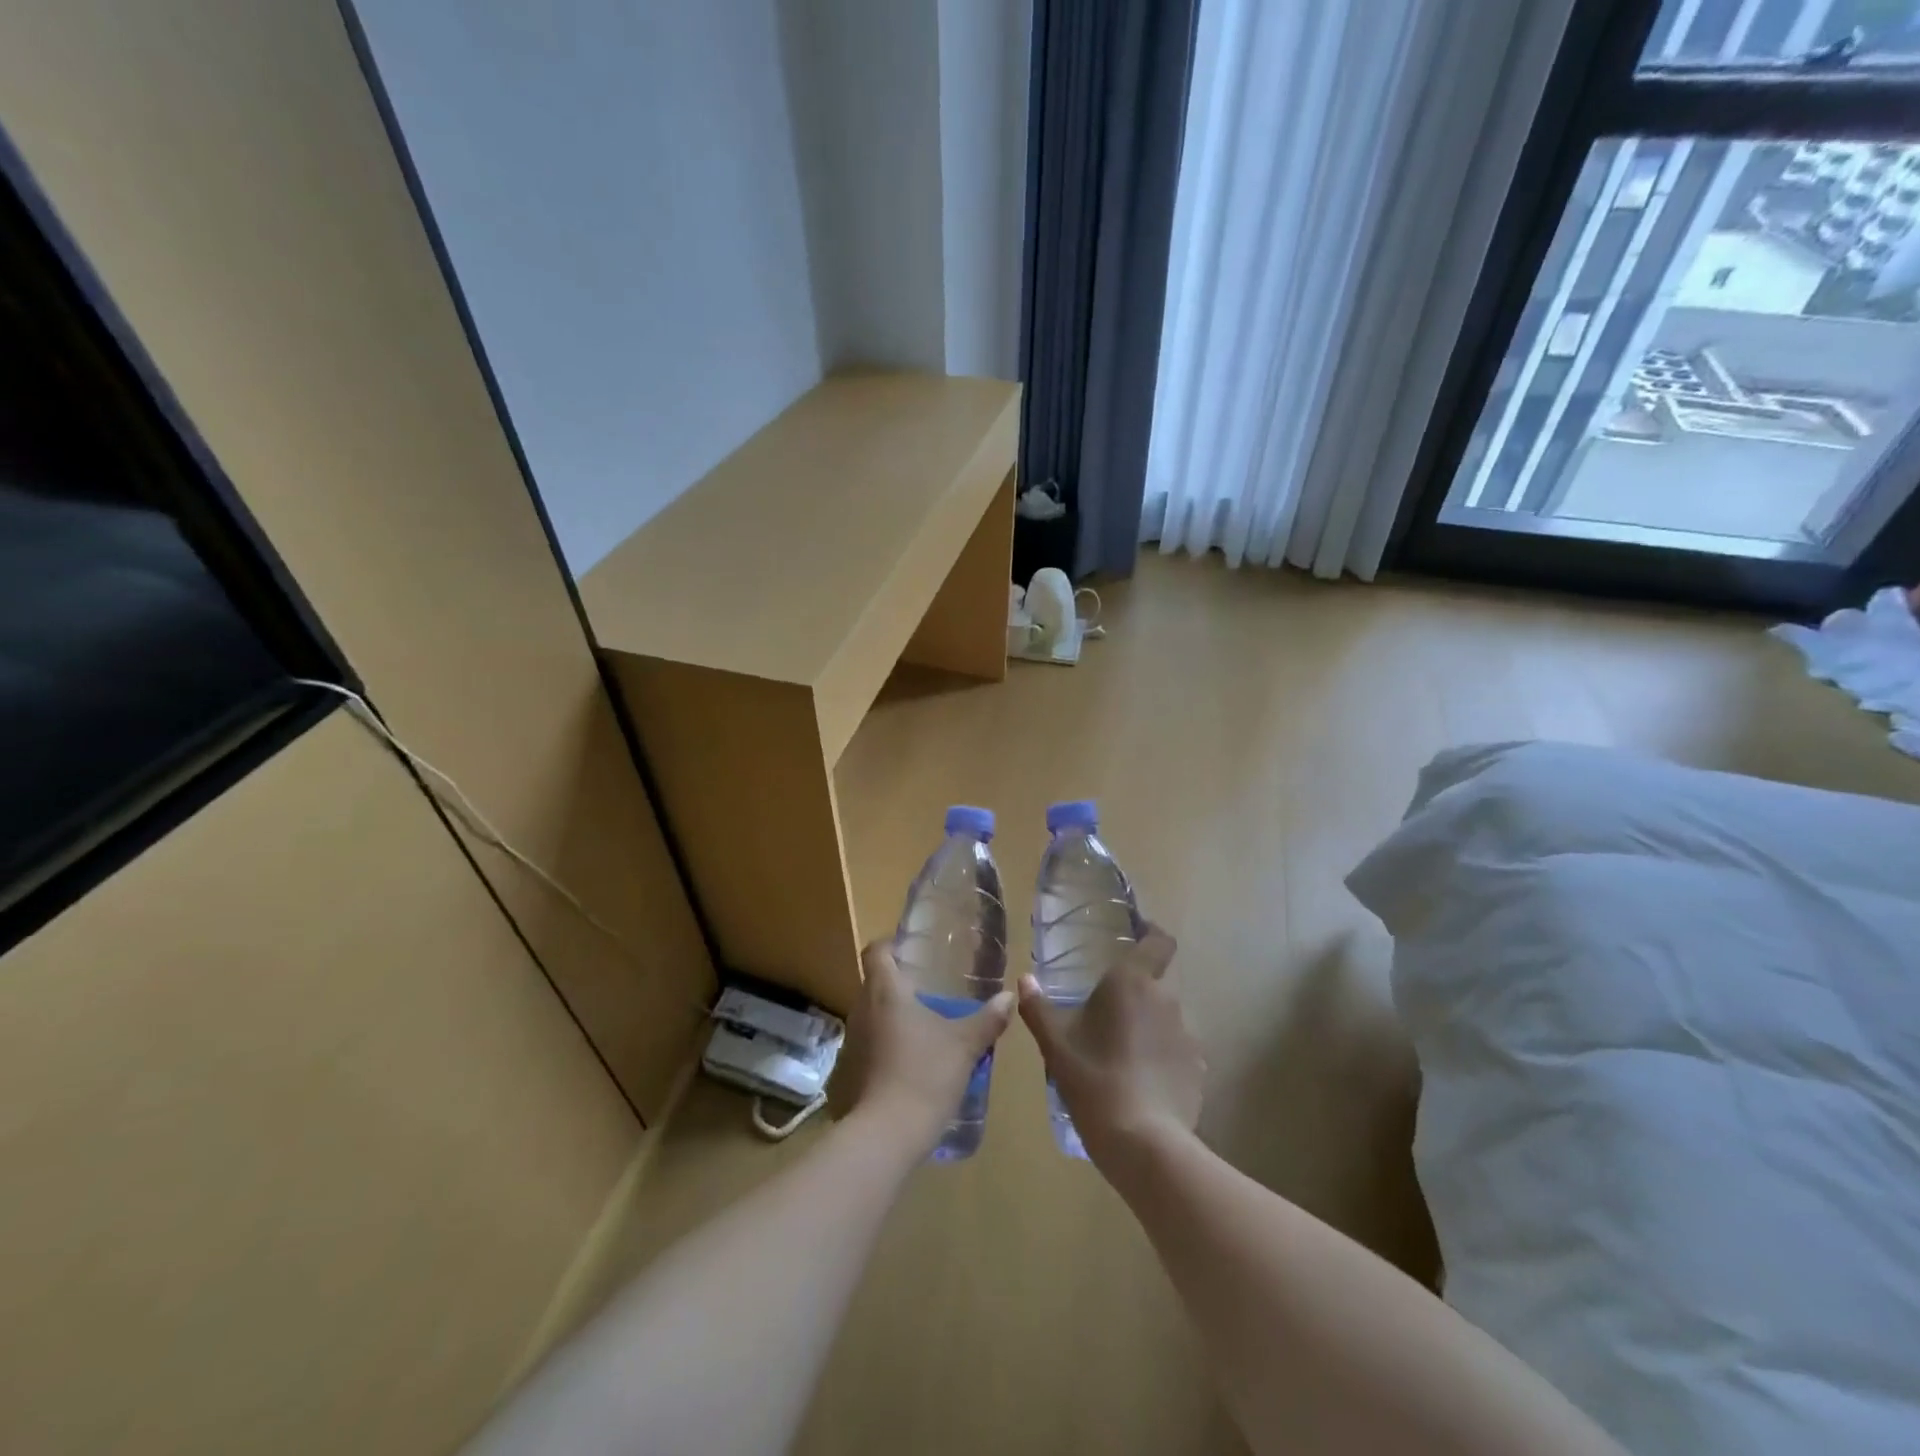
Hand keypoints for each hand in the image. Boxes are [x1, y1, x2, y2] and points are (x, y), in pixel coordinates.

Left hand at [841, 941, 1015, 1153]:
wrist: (886, 1134)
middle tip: (930, 986)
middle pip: (875, 982)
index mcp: (885, 991)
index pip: (876, 951)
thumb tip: (1009, 997)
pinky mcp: (850, 1070)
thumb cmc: (925, 1074)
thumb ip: (988, 1019)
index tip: (913, 949)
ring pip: (872, 1014)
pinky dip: (887, 1042)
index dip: (891, 944)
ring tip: (925, 1023)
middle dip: (899, 981)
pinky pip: (870, 1043)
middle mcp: (862, 1009)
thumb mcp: (965, 1045)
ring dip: (893, 1014)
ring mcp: (852, 1041)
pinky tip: (912, 1058)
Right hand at [1018, 925, 1204, 1169]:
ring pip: (1165, 1020)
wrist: (1142, 1141)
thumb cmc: (1094, 1078)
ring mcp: (1187, 1036)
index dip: (1153, 935)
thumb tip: (1025, 980)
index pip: (1158, 942)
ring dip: (1148, 1028)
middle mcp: (1166, 1000)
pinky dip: (1161, 1058)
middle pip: (1155, 984)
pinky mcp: (1197, 1070)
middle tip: (1106, 1014)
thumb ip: (1038, 1007)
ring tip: (1121, 1054)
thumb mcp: (1055, 1043)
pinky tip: (1141, 1083)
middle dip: (1135, 994)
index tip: (1140, 935)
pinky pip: (1176, 1052)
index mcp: (1132, 982)